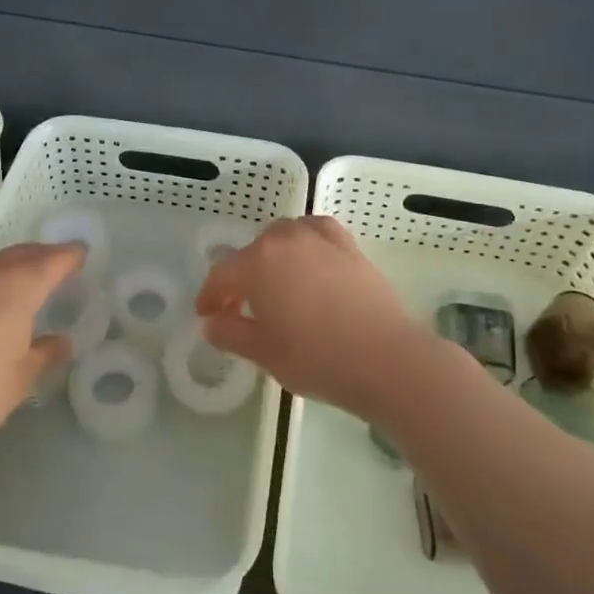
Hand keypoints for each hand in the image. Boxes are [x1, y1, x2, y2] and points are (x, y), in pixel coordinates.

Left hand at [0, 242, 84, 454]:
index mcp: (17, 286)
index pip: (52, 260)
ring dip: (14, 265)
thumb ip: (44, 354)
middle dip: (43, 255)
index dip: (71, 255)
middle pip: (21, 253)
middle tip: (60, 264)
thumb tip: (61, 343)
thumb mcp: (20, 379)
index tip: (83, 254)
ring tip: (28, 281)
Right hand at [196, 216, 438, 422]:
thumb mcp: (264, 353)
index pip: (223, 273)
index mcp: (258, 262)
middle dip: (242, 275)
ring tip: (275, 282)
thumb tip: (211, 323)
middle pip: (253, 251)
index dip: (209, 295)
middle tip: (240, 306)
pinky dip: (306, 242)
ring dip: (273, 256)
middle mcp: (287, 240)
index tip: (206, 315)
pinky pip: (317, 233)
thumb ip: (231, 333)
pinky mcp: (350, 247)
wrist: (387, 359)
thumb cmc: (317, 358)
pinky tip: (310, 261)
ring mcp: (321, 239)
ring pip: (285, 236)